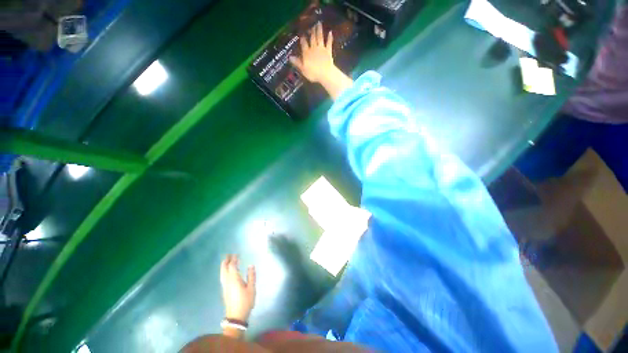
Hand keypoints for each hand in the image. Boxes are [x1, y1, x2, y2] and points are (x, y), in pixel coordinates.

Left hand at [220, 255, 255, 321]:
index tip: (236, 254)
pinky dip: (224, 271)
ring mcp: (224, 286)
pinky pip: (222, 277)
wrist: (236, 317)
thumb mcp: (251, 288)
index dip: (234, 259)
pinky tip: (226, 272)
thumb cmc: (245, 302)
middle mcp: (227, 281)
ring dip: (223, 266)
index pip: (232, 266)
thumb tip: (251, 265)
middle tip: (228, 255)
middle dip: (226, 261)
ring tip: (226, 261)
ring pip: (222, 274)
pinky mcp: (224, 291)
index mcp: (234, 279)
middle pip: (224, 269)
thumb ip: (251, 276)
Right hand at [290, 22, 334, 82]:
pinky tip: (330, 32)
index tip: (302, 34)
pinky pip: (329, 43)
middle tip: (311, 25)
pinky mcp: (328, 51)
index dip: (302, 39)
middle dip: (311, 31)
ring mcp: (321, 49)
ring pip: (320, 38)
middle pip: (312, 38)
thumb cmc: (313, 73)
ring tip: (319, 24)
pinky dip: (329, 37)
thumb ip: (297, 62)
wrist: (325, 74)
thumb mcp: (303, 69)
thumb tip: (290, 57)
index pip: (303, 44)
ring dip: (319, 30)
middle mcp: (313, 48)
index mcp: (307, 53)